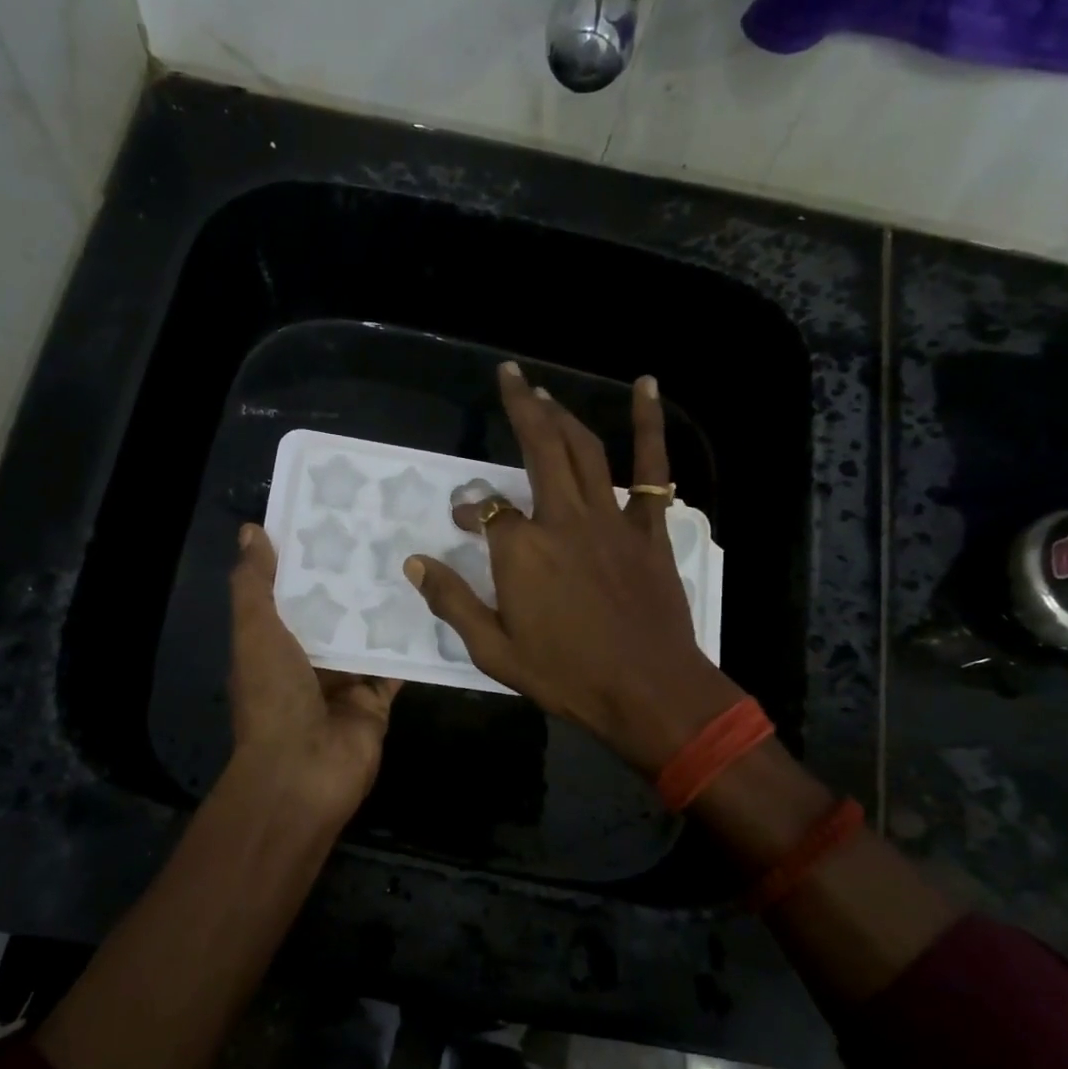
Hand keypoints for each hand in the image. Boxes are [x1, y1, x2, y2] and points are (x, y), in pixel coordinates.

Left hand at [225, 524, 399, 828]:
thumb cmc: (273, 696)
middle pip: (335, 610)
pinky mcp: (376, 699)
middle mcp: (308, 658)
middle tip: (388, 528)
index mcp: (273, 641)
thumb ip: (254, 584)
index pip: (292, 590)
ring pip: (368, 634)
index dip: (308, 556)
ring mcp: (345, 680)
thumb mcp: (255, 631)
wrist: (302, 771)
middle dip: (354, 577)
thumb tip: (252, 530)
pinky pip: (397, 665)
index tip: (335, 515)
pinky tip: (435, 606)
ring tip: (416, 556)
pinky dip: (413, 643)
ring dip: (385, 605)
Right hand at [405, 363, 742, 775]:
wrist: (648, 692)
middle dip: (521, 408)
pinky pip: (652, 469)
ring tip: (544, 391)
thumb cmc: (568, 677)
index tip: (462, 521)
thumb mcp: (495, 652)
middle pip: (539, 449)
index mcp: (522, 552)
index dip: (470, 511)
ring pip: (585, 450)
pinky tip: (646, 386)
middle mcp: (563, 520)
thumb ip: (453, 603)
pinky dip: (650, 425)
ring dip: (563, 415)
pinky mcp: (648, 528)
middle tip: (509, 376)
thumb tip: (414, 564)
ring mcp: (610, 519)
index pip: (487, 511)